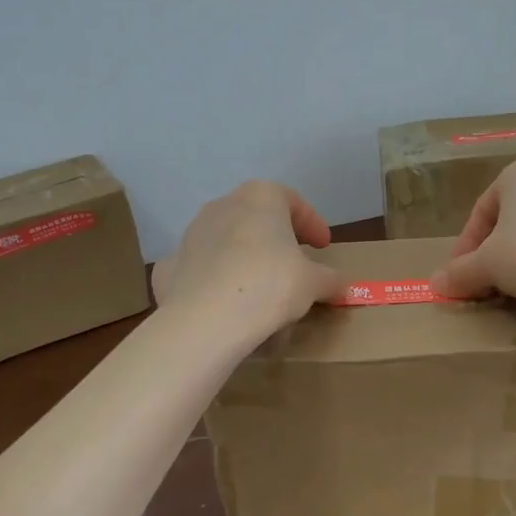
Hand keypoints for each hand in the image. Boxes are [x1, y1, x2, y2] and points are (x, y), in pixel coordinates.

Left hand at [152, 181, 346, 342]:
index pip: (293, 201)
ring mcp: (192, 232)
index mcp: (261, 197)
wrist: (205, 318)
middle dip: (276, 236)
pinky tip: (225, 298)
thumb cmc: (269, 284)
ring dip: (244, 254)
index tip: (323, 246)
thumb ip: (330, 280)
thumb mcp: (313, 284)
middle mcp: (224, 204)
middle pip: (256, 216)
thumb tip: (343, 286)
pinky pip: (201, 265)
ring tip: (259, 283)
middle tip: (293, 260)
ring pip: (226, 238)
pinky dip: (214, 276)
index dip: (312, 223)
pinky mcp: (172, 263)